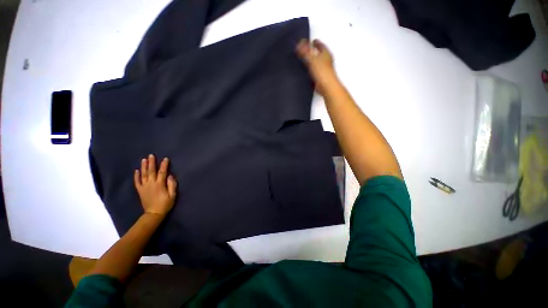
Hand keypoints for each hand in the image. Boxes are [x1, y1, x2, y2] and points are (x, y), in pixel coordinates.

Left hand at [134, 154, 176, 216]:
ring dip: (143, 166)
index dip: (164, 165)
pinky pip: (137, 182)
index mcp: (160, 184)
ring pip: (143, 174)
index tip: (165, 158)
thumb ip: (172, 185)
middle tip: (151, 155)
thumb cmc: (165, 204)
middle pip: (151, 171)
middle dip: (152, 163)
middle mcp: (151, 183)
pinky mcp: (140, 190)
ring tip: (144, 159)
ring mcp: (144, 186)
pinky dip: (136, 176)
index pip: (162, 172)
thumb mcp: (172, 195)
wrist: (153, 213)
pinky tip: (136, 170)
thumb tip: (170, 176)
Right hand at [296, 39, 338, 95]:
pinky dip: (312, 69)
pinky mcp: (321, 77)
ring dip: (312, 60)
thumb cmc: (322, 72)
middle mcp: (326, 60)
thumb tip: (299, 43)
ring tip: (306, 59)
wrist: (326, 86)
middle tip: (308, 49)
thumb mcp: (312, 59)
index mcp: (325, 53)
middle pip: (319, 53)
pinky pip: (315, 70)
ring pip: (317, 62)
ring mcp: (324, 69)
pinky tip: (307, 71)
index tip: (312, 41)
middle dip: (314, 51)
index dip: (315, 42)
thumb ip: (305, 52)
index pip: (320, 45)